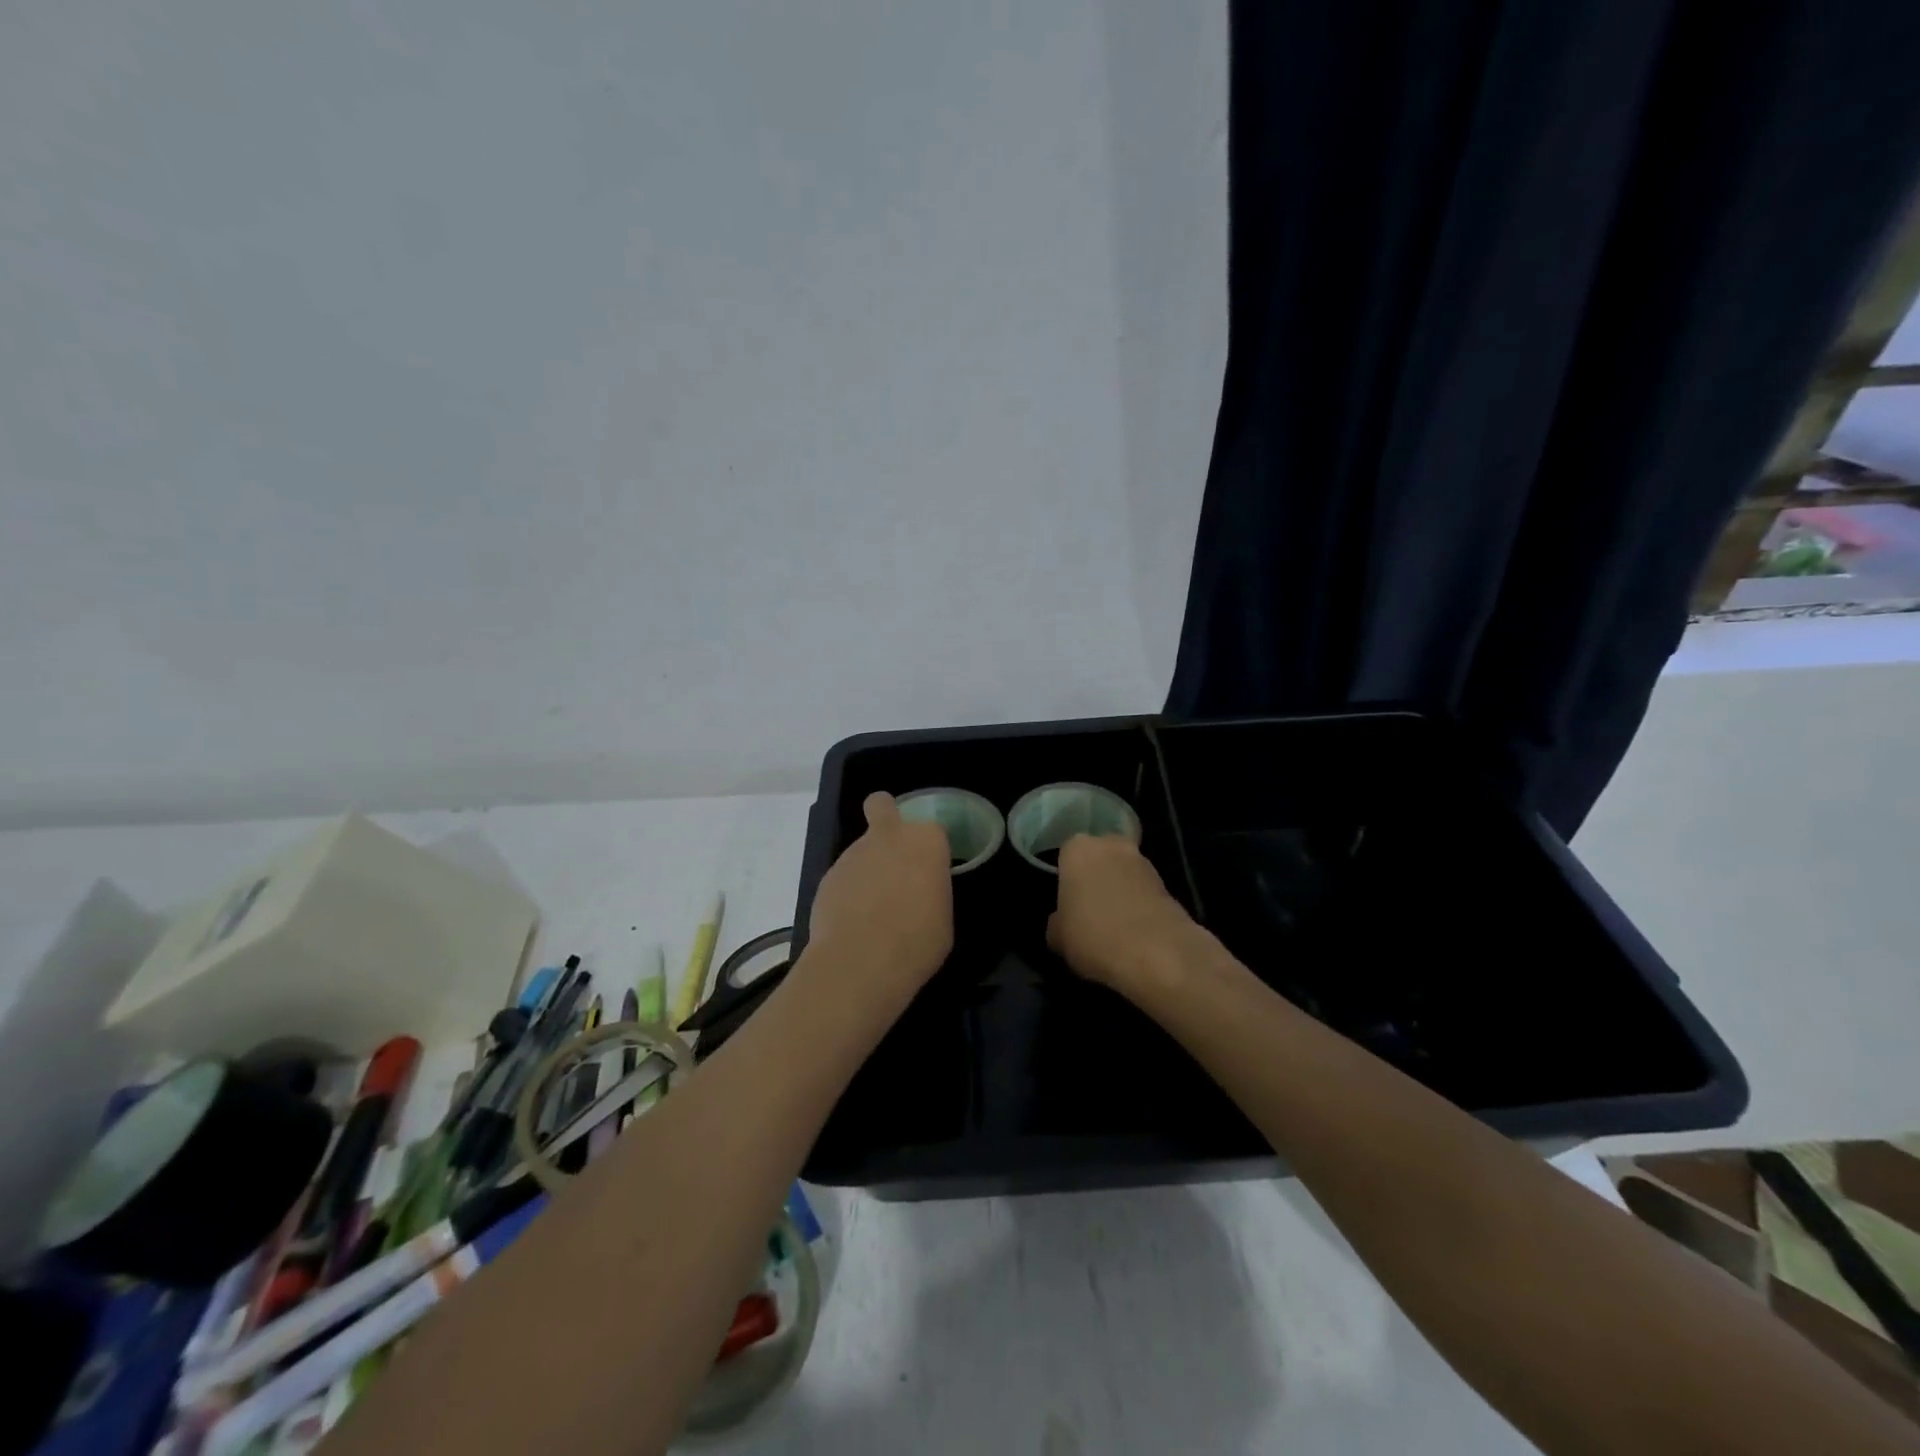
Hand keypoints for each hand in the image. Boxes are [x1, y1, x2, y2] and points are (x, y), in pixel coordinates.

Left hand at [805, 792, 953, 1001]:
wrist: (861, 960)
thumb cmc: (918, 941)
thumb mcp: (943, 918)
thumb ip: (930, 893)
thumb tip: (917, 895)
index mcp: (926, 842)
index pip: (932, 831)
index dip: (930, 851)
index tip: (929, 874)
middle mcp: (889, 837)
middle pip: (882, 805)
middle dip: (884, 814)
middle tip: (891, 851)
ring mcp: (853, 853)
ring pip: (861, 849)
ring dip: (867, 868)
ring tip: (871, 911)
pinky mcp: (827, 875)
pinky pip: (844, 877)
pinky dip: (848, 892)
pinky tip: (851, 922)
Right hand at [1047, 834, 1210, 998]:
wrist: (1157, 952)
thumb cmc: (1094, 935)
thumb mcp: (1058, 937)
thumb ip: (1057, 922)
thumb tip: (1062, 922)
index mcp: (1078, 849)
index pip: (1066, 855)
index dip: (1066, 878)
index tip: (1066, 901)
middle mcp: (1111, 845)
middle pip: (1099, 857)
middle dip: (1095, 877)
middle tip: (1088, 909)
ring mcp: (1143, 861)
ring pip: (1123, 872)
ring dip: (1119, 890)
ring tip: (1113, 924)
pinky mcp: (1168, 883)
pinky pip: (1143, 890)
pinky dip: (1138, 904)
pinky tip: (1133, 931)